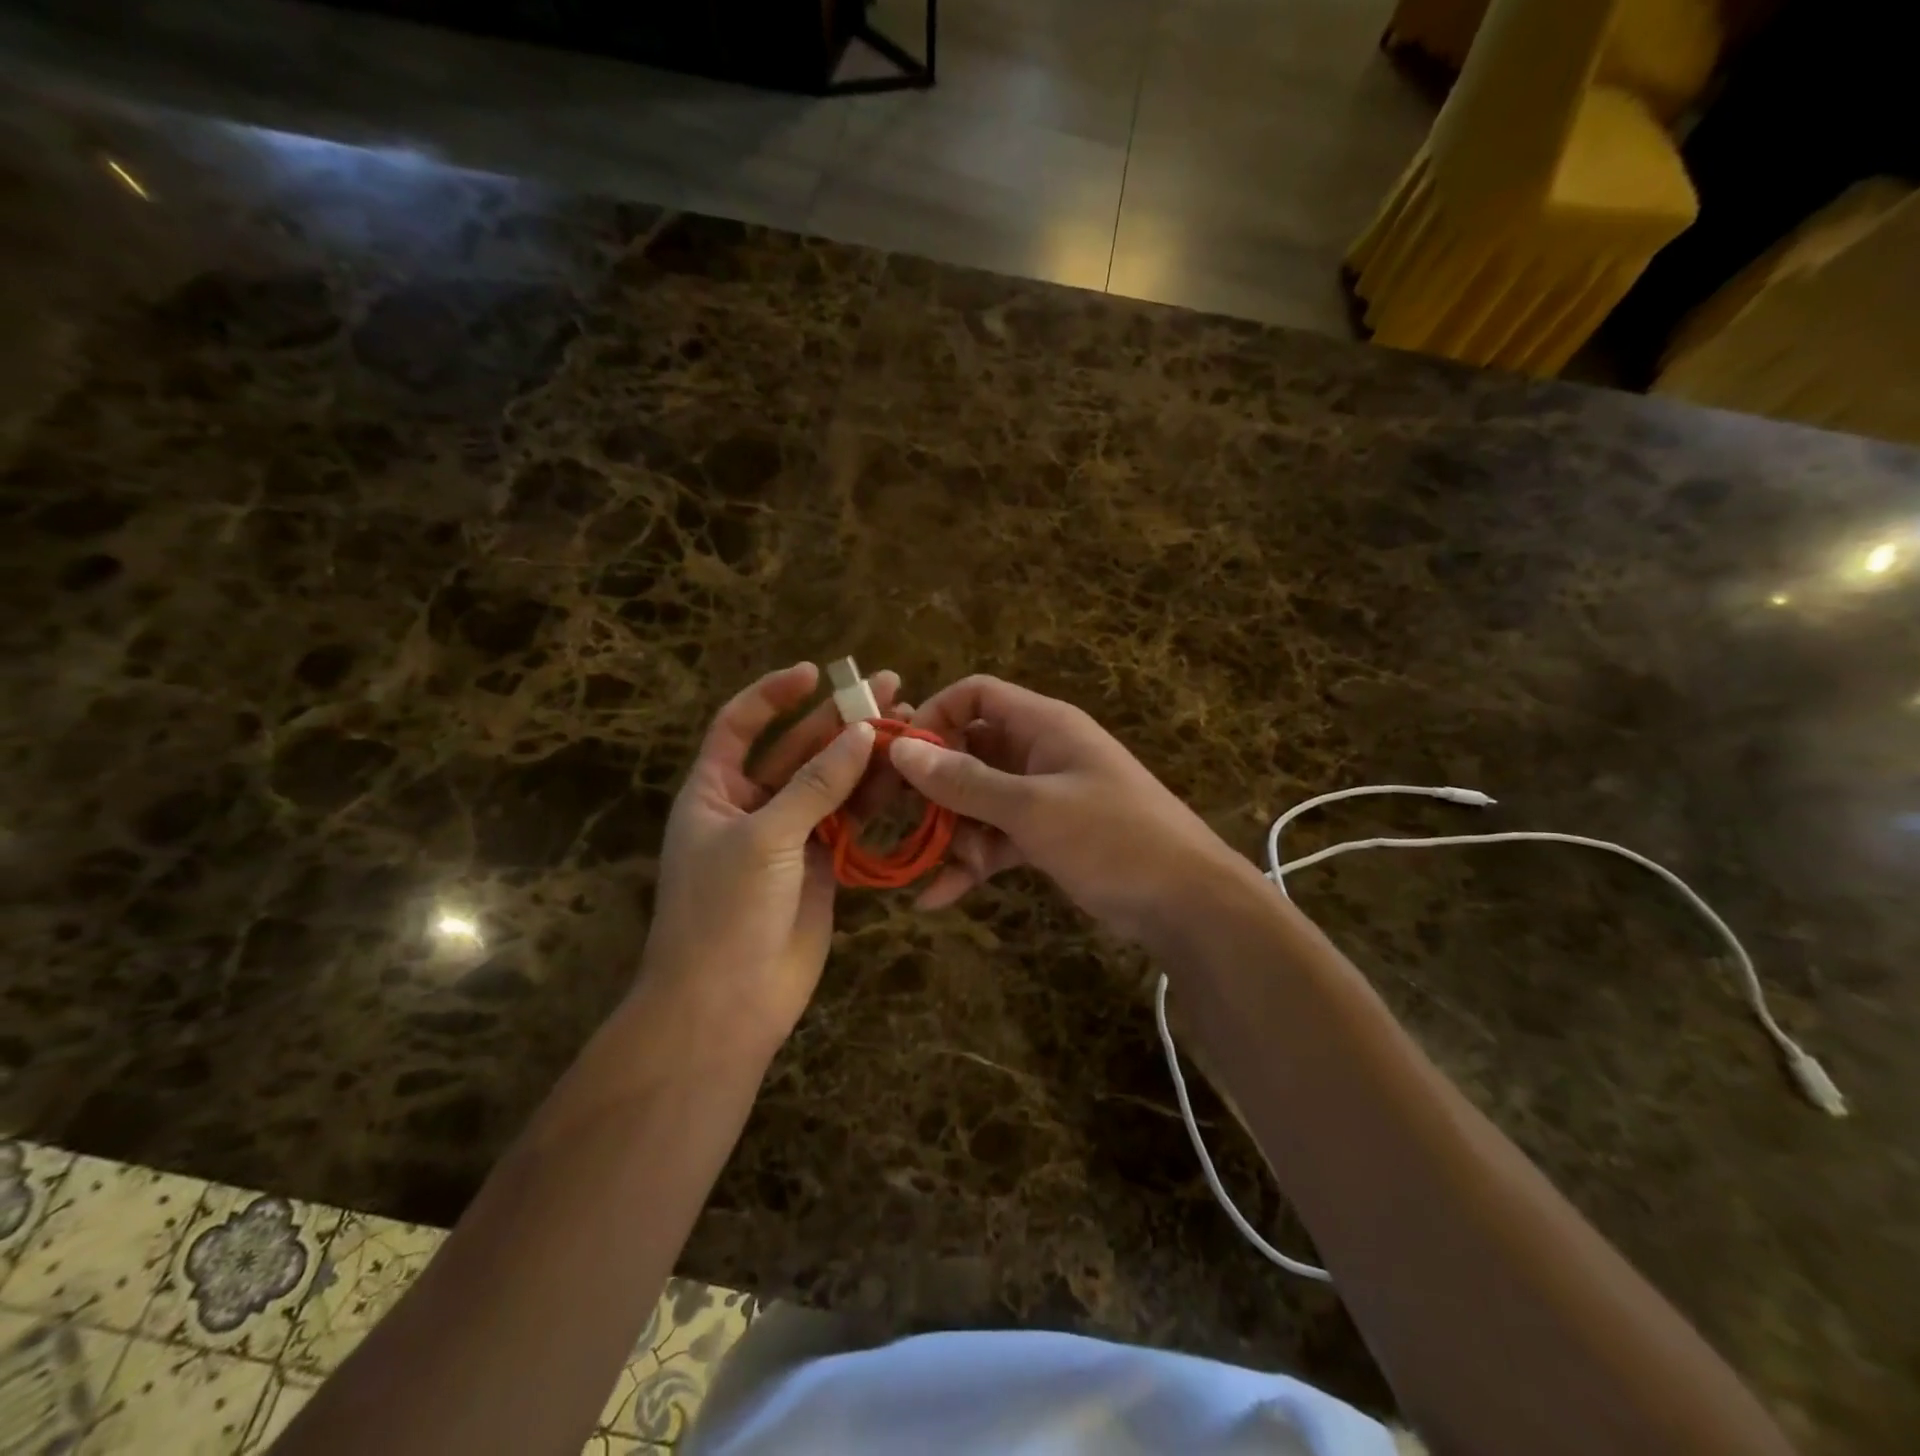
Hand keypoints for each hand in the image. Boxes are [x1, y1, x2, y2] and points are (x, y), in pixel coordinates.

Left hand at [640, 662, 902, 1052]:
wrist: (728, 1004)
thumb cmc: (725, 911)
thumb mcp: (765, 837)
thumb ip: (816, 785)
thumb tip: (862, 733)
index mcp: (715, 791)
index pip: (740, 725)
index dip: (772, 695)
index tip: (814, 673)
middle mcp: (752, 806)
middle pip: (798, 750)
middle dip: (839, 719)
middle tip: (887, 688)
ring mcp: (791, 836)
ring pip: (832, 784)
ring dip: (865, 756)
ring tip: (908, 722)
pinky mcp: (823, 865)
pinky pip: (851, 820)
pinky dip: (875, 798)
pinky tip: (905, 774)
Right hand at [890, 676, 1252, 939]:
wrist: (1185, 902)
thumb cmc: (1112, 838)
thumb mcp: (1032, 809)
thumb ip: (965, 781)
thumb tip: (901, 748)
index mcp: (1043, 725)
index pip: (976, 695)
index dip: (934, 715)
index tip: (899, 755)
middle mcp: (1038, 753)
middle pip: (969, 751)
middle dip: (934, 786)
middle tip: (896, 816)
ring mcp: (1042, 797)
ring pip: (978, 801)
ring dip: (953, 834)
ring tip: (941, 872)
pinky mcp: (1045, 837)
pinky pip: (996, 839)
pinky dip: (972, 863)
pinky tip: (937, 898)